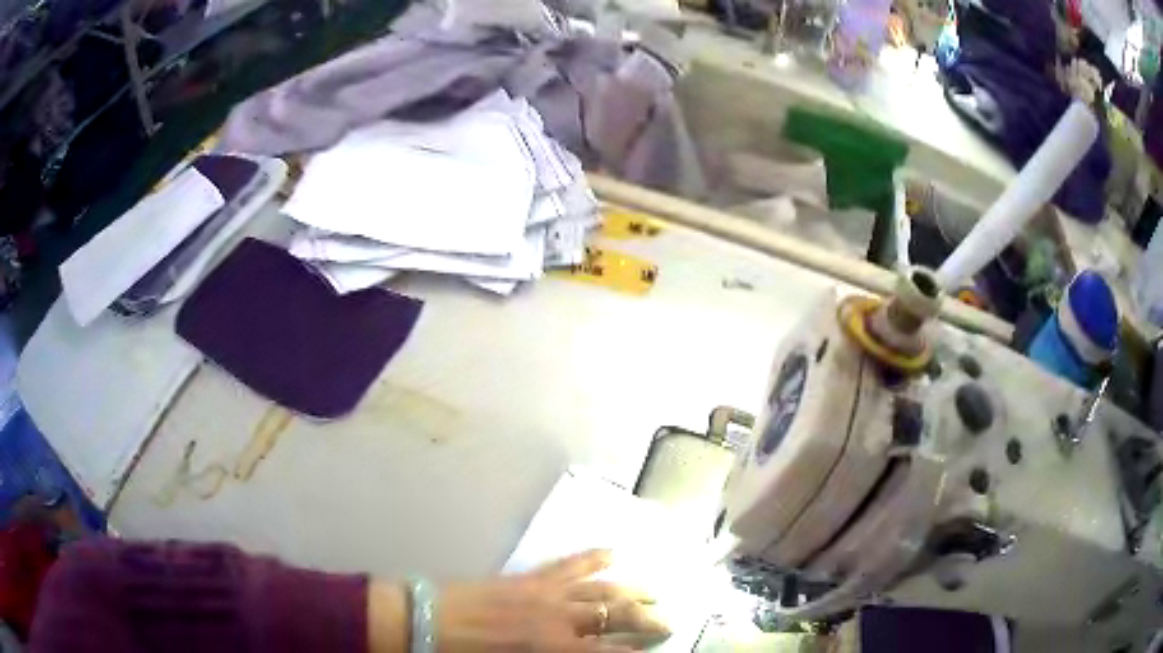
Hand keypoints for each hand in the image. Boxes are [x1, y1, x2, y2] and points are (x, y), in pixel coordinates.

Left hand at [369, 550, 668, 652]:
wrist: (426, 621)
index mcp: (554, 647)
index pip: (610, 650)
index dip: (636, 650)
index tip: (658, 648)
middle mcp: (558, 617)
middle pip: (614, 615)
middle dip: (645, 619)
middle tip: (668, 621)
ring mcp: (545, 592)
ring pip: (599, 588)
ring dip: (630, 590)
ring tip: (654, 591)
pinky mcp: (528, 577)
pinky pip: (568, 564)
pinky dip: (593, 558)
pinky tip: (612, 552)